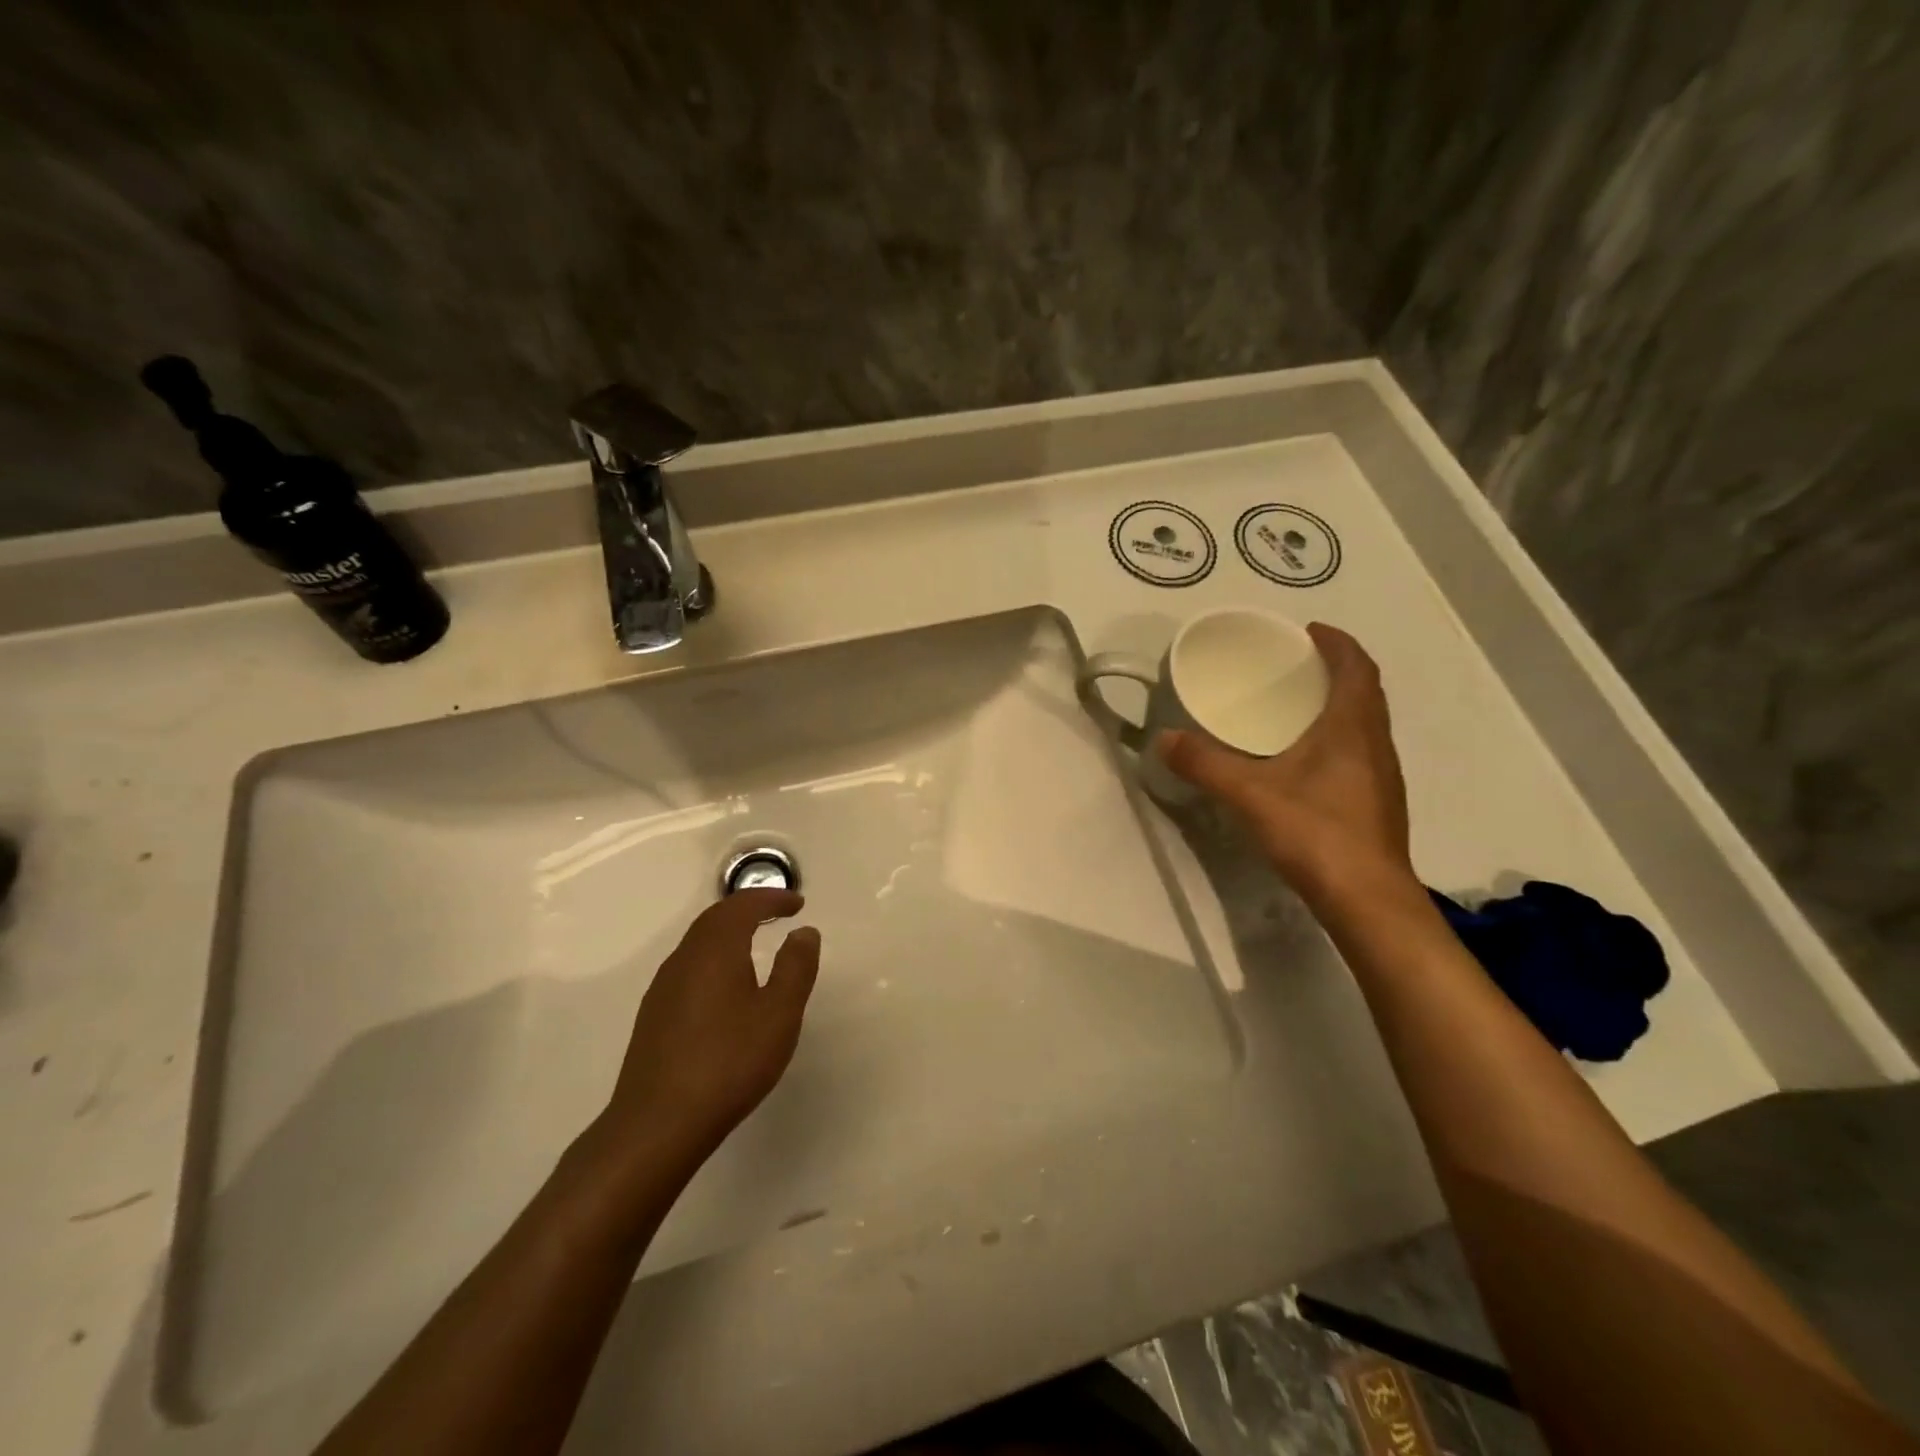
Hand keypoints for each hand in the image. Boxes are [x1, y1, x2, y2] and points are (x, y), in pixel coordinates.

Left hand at [600, 889, 820, 1165]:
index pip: (742, 906)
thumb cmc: (728, 1062)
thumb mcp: (779, 1014)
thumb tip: (804, 932)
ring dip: (729, 932)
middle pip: (715, 919)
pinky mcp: (654, 1016)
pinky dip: (714, 958)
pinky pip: (689, 967)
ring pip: (699, 943)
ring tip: (756, 942)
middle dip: (748, 908)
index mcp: (715, 950)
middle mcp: (684, 959)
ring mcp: (663, 988)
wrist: (657, 1125)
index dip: (771, 898)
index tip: (798, 904)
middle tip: (779, 913)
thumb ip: (795, 967)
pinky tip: (726, 986)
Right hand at [1158, 623, 1412, 902]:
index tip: (1309, 630)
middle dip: (1336, 670)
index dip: (1338, 643)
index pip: (1357, 667)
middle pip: (1364, 692)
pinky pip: (1359, 751)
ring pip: (1365, 723)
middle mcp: (1374, 744)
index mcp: (1351, 727)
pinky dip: (1337, 737)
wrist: (1367, 899)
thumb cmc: (1315, 832)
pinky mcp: (1376, 803)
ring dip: (1339, 704)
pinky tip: (1305, 761)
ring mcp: (1381, 776)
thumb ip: (1204, 764)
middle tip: (1296, 665)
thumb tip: (1163, 739)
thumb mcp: (1249, 793)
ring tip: (1297, 707)